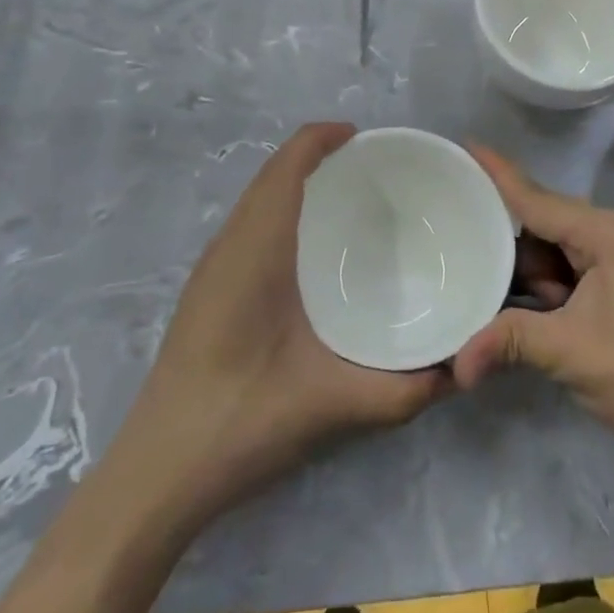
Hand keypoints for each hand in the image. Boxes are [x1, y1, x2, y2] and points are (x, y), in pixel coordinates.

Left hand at [123, 124, 448, 527]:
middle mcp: (229, 243)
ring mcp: (210, 267)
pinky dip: (277, 208)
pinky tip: (305, 249)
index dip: (324, 137)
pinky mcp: (204, 290)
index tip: (366, 138)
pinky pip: (245, 223)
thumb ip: (402, 391)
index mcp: (257, 248)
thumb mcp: (332, 404)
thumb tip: (458, 372)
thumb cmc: (241, 420)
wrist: (155, 475)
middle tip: (369, 169)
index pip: (288, 163)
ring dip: (294, 180)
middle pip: (272, 173)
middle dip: (316, 155)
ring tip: (344, 198)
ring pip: (254, 198)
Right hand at [452, 147, 613, 459]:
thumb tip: (456, 364)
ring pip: (556, 249)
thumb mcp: (570, 352)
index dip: (498, 174)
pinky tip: (515, 298)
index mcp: (605, 233)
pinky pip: (572, 269)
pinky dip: (546, 284)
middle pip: (544, 221)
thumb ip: (509, 341)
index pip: (537, 197)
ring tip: (474, 264)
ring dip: (524, 267)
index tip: (466, 144)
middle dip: (503, 231)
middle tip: (455, 221)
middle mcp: (613, 234)